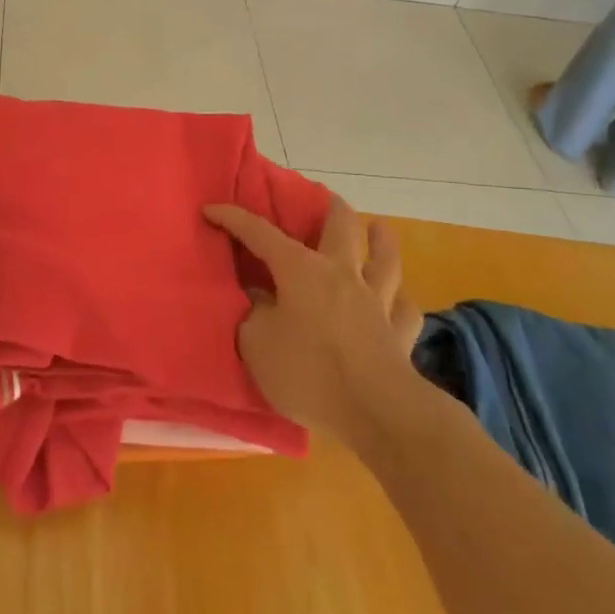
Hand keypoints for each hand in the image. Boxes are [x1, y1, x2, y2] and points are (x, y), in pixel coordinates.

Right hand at [204, 196, 422, 444]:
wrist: (378, 412)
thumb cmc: (308, 373)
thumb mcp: (256, 344)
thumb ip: (252, 314)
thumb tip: (258, 299)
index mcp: (300, 270)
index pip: (260, 233)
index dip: (233, 218)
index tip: (211, 209)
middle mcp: (341, 274)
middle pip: (342, 227)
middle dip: (330, 209)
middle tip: (323, 201)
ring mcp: (376, 302)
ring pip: (385, 260)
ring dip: (381, 241)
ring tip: (379, 228)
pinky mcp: (400, 334)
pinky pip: (403, 308)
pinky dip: (398, 300)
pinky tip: (396, 299)